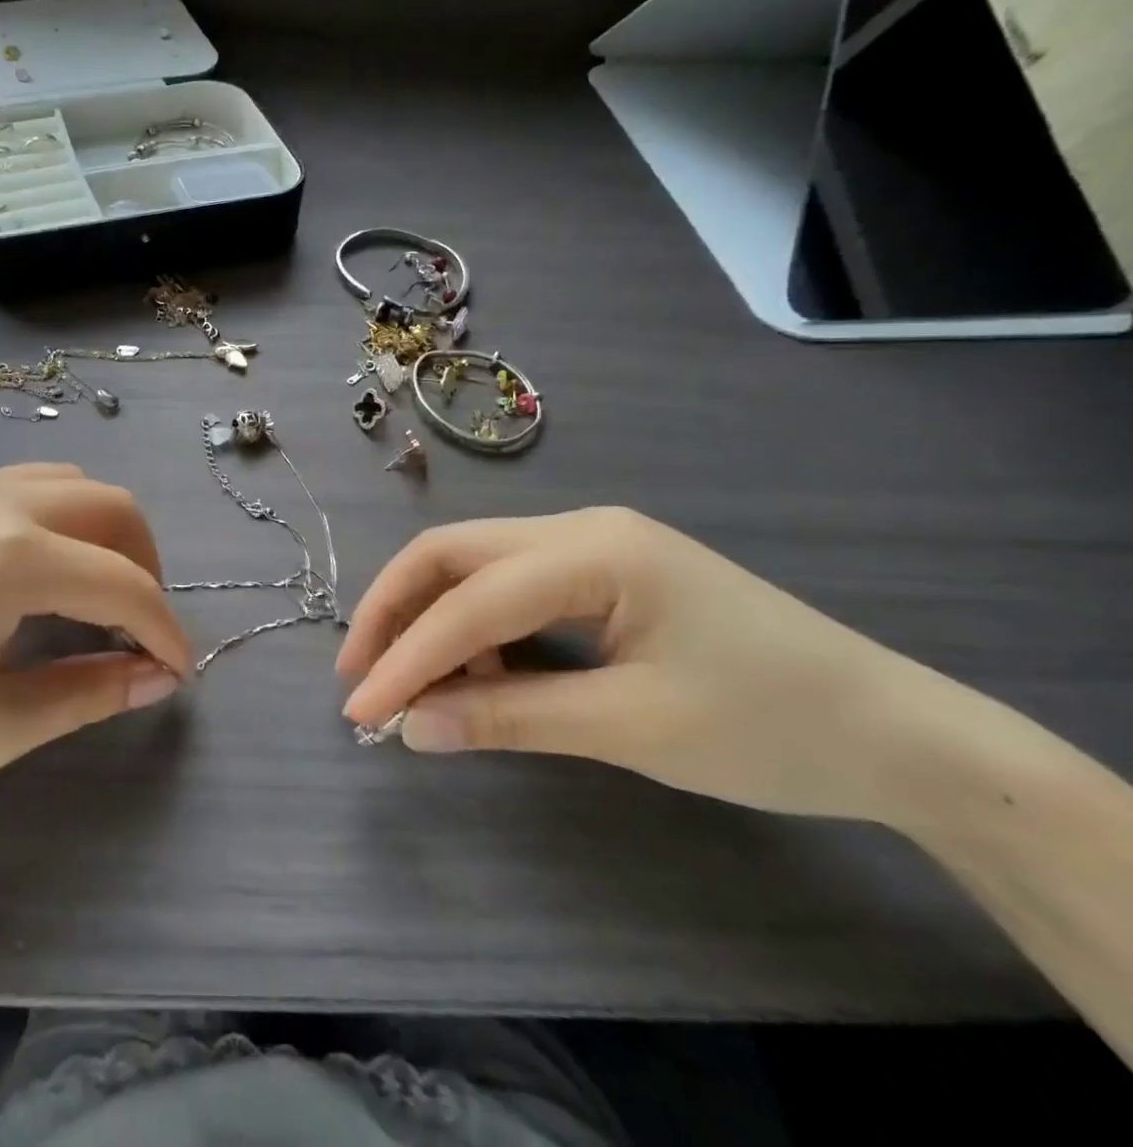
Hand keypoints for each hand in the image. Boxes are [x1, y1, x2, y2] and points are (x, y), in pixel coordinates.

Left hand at [0, 464, 191, 811]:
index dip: (164, 631)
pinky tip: (36, 576)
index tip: (179, 673)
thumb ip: (86, 693)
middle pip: (113, 507)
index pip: (124, 585)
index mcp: (15, 556)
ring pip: (70, 484)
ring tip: (93, 598)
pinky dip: (59, 521)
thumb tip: (154, 678)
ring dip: (102, 534)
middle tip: (138, 630)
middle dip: (144, 565)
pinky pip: (24, 486)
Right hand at [338, 507, 967, 824]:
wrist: (899, 732)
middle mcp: (580, 528)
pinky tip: (482, 673)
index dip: (406, 658)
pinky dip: (477, 627)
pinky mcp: (602, 573)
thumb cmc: (772, 728)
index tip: (360, 711)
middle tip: (361, 673)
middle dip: (396, 610)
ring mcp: (592, 545)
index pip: (470, 601)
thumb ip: (510, 718)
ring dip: (433, 618)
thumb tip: (410, 727)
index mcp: (593, 551)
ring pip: (476, 565)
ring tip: (420, 685)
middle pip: (453, 553)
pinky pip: (512, 586)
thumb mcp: (630, 728)